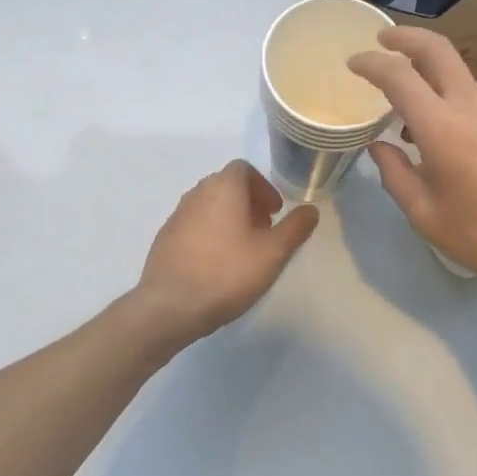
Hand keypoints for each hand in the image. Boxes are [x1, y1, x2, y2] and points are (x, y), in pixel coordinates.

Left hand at [133, 160, 319, 347]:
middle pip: (226, 185)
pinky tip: (217, 264)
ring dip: (229, 218)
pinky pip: (194, 225)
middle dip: (249, 202)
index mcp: (223, 187)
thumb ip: (295, 228)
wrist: (169, 306)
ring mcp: (177, 215)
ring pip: (209, 205)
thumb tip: (311, 210)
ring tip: (243, 249)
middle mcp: (197, 193)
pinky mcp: (165, 238)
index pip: (244, 169)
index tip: (275, 211)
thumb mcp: (273, 253)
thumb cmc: (227, 273)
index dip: (263, 186)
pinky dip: (210, 233)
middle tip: (264, 230)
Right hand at [349, 28, 476, 310]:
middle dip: (405, 36)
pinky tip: (458, 148)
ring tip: (414, 120)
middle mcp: (473, 106)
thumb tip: (379, 146)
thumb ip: (395, 175)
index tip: (354, 63)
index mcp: (442, 127)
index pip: (398, 75)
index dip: (371, 62)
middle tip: (384, 39)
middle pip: (437, 49)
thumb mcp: (426, 216)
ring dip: (432, 81)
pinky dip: (458, 109)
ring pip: (460, 79)